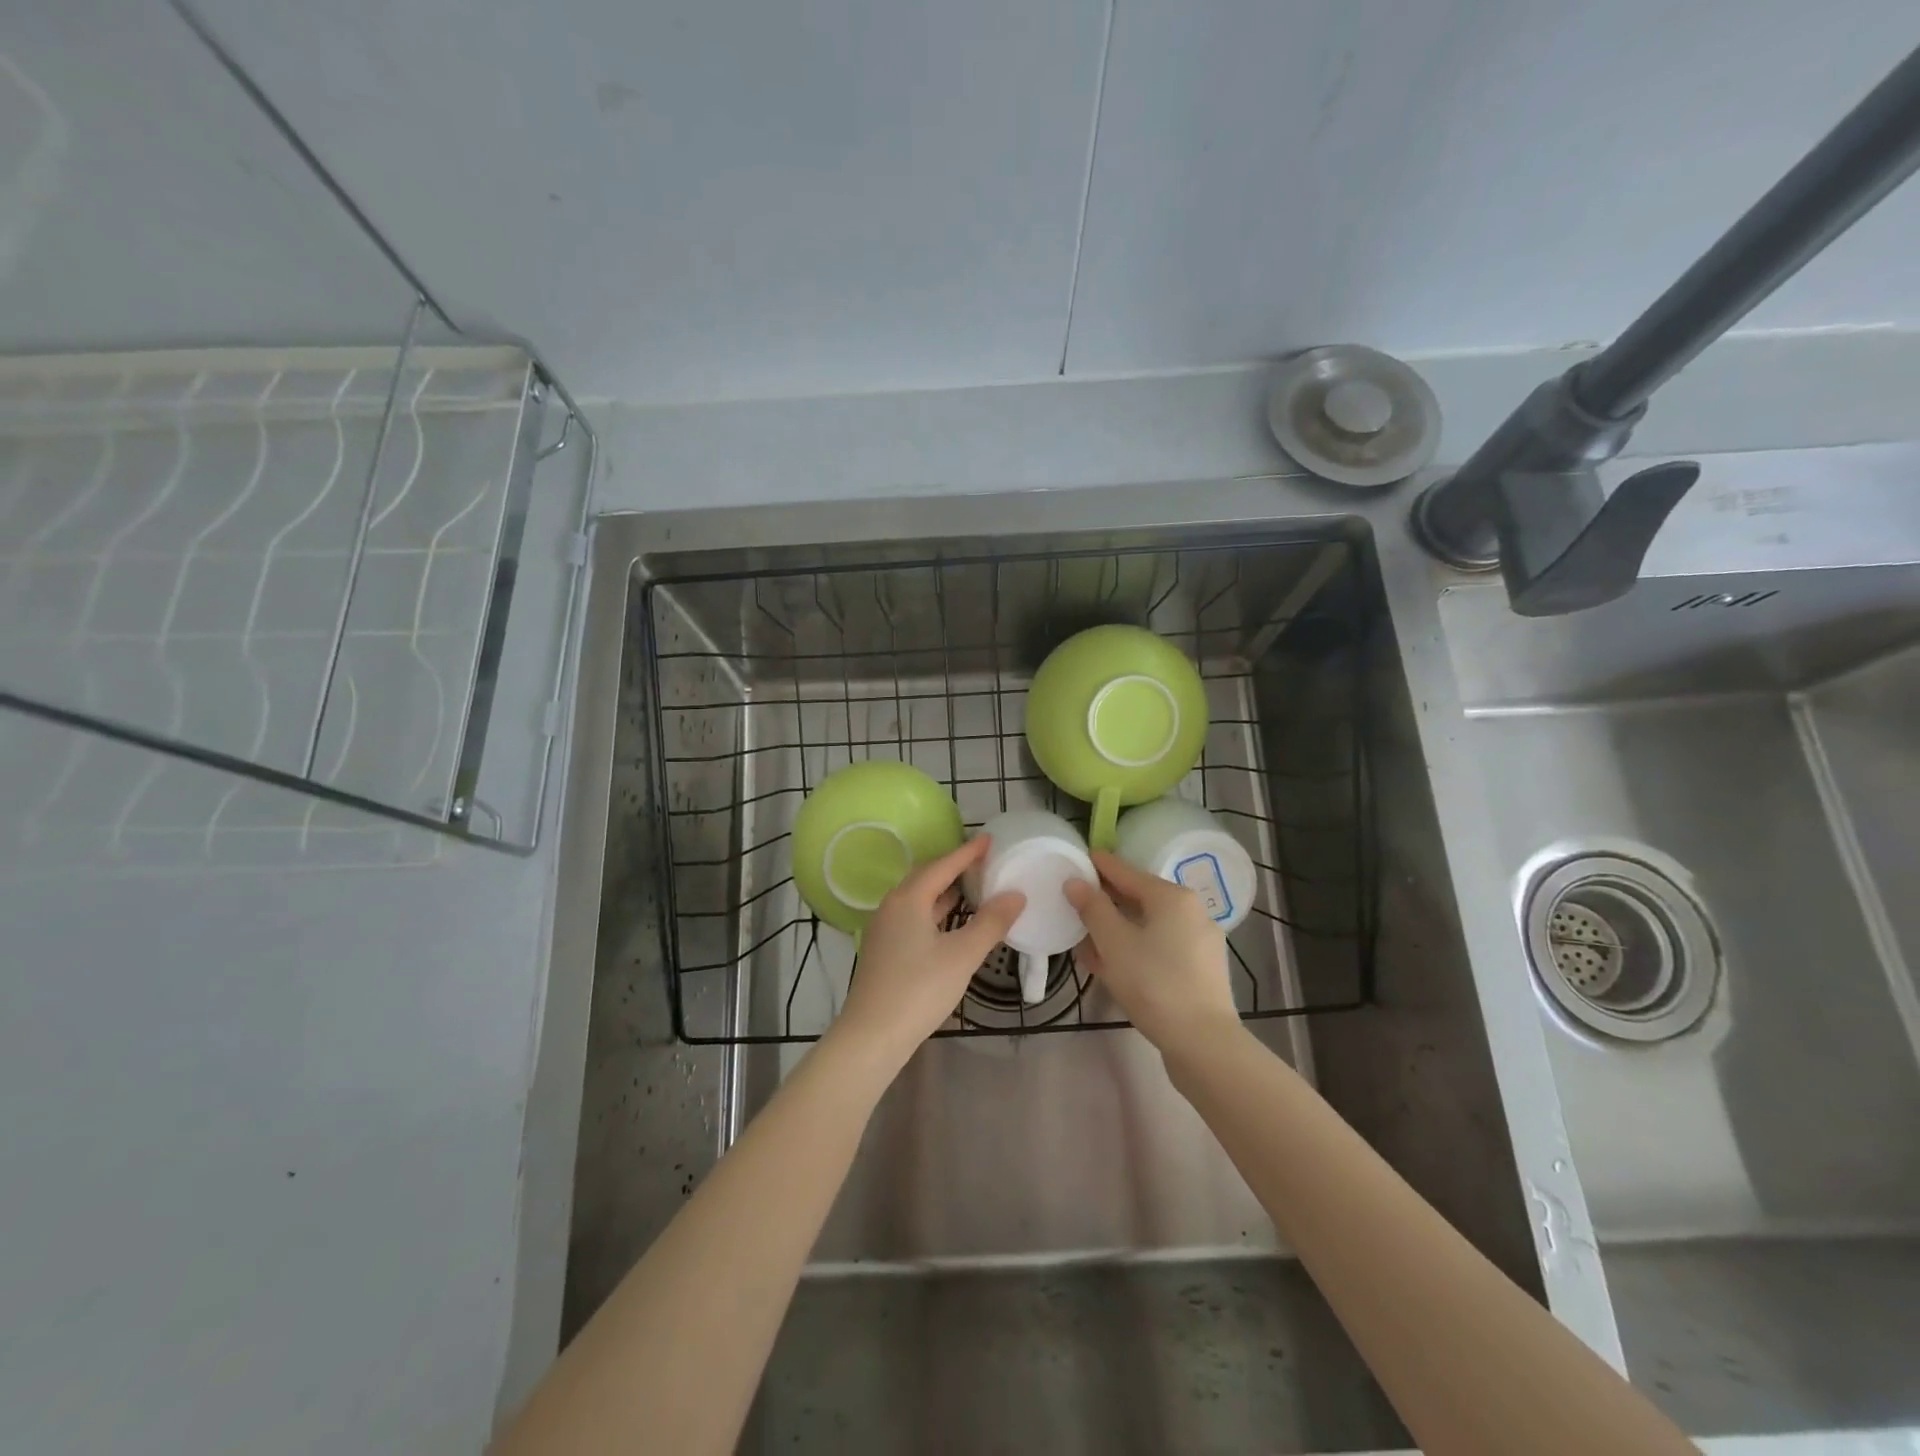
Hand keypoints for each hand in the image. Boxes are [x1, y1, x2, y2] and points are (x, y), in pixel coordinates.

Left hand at [834, 836, 1023, 1066]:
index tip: (989, 839)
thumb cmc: (919, 989)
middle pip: (926, 877)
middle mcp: (892, 906)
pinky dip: (936, 911)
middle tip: (983, 862)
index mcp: (908, 899)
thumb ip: (990, 923)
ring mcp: (885, 929)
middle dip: (954, 868)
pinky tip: (951, 922)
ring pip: (918, 899)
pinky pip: (914, 916)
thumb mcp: (962, 955)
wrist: (872, 1036)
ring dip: (944, 891)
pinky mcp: (884, 950)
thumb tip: (1016, 895)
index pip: (942, 865)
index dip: (967, 853)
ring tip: (973, 887)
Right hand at [1065, 851, 1237, 1050]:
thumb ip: (1092, 908)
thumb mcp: (1114, 943)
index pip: (1127, 872)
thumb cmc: (1154, 983)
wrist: (1203, 1043)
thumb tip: (1075, 882)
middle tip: (1078, 903)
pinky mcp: (1201, 970)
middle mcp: (1191, 912)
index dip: (1100, 866)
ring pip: (1149, 926)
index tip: (1079, 858)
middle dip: (1107, 902)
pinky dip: (1136, 949)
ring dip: (1118, 930)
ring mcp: (1200, 942)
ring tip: (1089, 940)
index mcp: (1172, 897)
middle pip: (1140, 898)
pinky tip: (1114, 966)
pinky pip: (1160, 948)